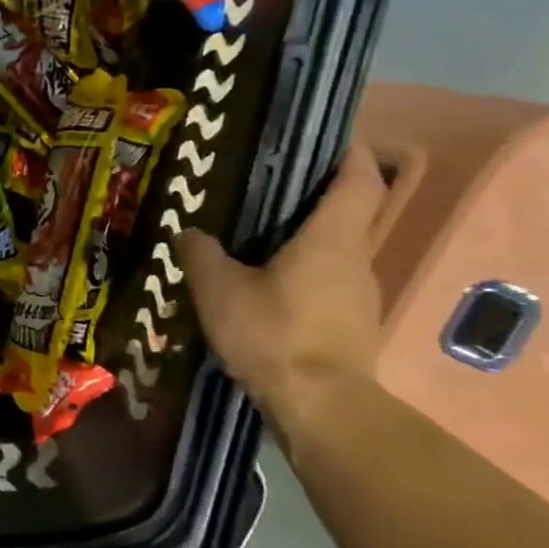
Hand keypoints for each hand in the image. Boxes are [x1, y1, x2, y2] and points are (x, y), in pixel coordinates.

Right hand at [176, 144, 387, 430]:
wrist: (320, 406)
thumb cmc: (273, 333)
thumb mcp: (219, 290)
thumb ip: (201, 255)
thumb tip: (188, 231)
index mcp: (331, 238)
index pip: (359, 180)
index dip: (351, 155)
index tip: (331, 141)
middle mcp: (357, 259)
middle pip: (350, 215)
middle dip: (319, 199)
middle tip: (273, 193)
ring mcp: (361, 297)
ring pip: (338, 254)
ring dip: (309, 244)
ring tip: (261, 246)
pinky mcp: (353, 327)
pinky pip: (331, 287)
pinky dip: (306, 279)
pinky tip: (270, 294)